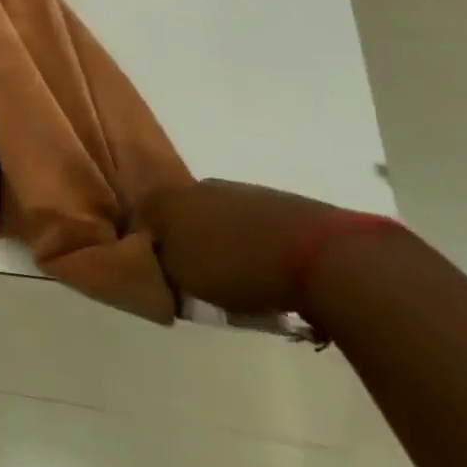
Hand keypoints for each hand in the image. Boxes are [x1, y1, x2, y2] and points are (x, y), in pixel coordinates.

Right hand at [140, 179, 343, 316]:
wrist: (323, 257)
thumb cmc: (238, 268)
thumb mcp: (186, 280)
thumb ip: (163, 268)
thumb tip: (159, 261)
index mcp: (166, 200)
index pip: (142, 218)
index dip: (147, 242)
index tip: (158, 267)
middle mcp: (197, 186)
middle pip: (181, 215)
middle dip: (185, 239)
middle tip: (197, 273)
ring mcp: (241, 190)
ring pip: (218, 217)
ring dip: (222, 241)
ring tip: (238, 276)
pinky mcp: (279, 201)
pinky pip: (253, 224)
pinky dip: (254, 243)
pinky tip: (269, 269)